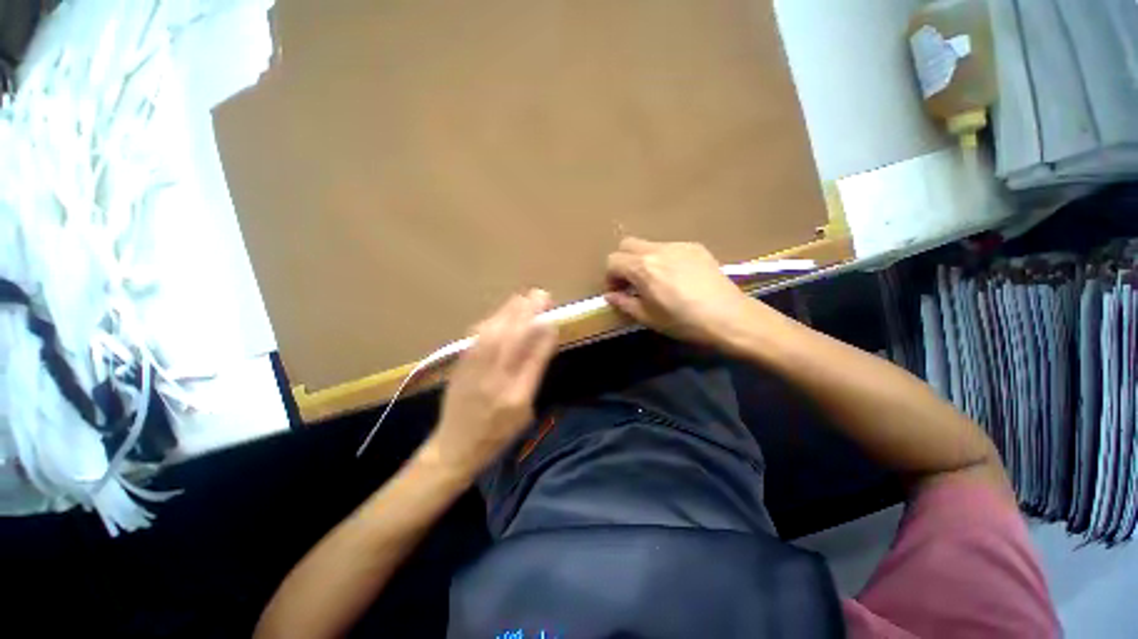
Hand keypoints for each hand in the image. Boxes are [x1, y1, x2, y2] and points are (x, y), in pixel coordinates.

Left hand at [424, 289, 558, 478]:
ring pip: (493, 335)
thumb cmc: (496, 436)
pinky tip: (499, 313)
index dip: (544, 337)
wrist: (453, 448)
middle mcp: (495, 381)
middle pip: (513, 340)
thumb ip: (533, 381)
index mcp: (516, 397)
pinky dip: (490, 321)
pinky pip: (476, 338)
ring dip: (509, 312)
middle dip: (528, 314)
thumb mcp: (524, 415)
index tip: (553, 320)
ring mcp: (475, 372)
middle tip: (540, 295)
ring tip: (522, 297)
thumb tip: (540, 347)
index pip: (534, 359)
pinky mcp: (460, 366)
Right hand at [605, 238, 772, 351]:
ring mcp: (678, 245)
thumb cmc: (683, 321)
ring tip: (655, 280)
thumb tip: (610, 295)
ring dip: (642, 259)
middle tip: (630, 282)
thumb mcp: (648, 317)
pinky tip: (676, 277)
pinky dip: (663, 258)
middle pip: (627, 244)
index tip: (617, 292)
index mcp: (643, 268)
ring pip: (648, 244)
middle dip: (622, 262)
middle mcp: (658, 250)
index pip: (613, 260)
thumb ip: (624, 303)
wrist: (728, 316)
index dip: (610, 277)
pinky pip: (669, 247)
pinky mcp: (695, 247)